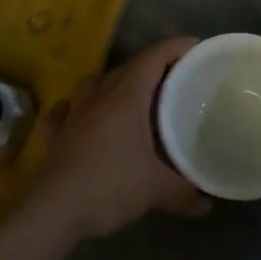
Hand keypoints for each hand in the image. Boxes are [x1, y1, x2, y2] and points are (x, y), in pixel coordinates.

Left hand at [26, 37, 210, 240]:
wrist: (53, 212)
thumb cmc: (109, 187)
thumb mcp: (156, 190)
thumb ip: (185, 192)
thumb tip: (207, 202)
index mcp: (126, 98)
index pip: (153, 58)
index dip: (175, 48)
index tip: (196, 47)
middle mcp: (98, 97)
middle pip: (127, 68)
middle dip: (152, 67)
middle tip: (175, 79)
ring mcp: (73, 114)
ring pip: (94, 83)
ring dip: (114, 82)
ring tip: (132, 95)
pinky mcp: (56, 135)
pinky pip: (65, 110)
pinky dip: (76, 107)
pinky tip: (80, 114)